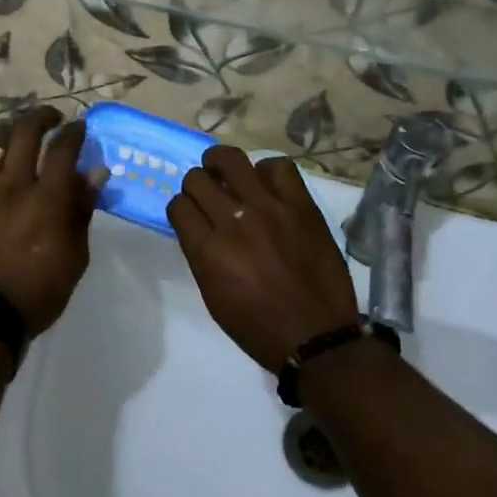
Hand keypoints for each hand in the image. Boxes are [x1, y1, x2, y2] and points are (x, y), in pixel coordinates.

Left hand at [0, 107, 101, 335]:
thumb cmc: (36, 292)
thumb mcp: (74, 257)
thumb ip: (82, 210)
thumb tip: (94, 174)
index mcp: (47, 198)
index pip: (64, 147)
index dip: (74, 131)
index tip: (79, 126)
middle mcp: (13, 183)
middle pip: (26, 131)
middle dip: (42, 116)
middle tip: (51, 118)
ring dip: (9, 133)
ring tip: (16, 139)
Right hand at [168, 147, 360, 372]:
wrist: (318, 337)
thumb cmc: (259, 328)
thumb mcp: (214, 297)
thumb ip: (202, 255)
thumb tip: (199, 225)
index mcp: (208, 252)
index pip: (179, 206)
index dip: (182, 208)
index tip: (191, 214)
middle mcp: (234, 222)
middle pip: (197, 179)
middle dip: (197, 185)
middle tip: (209, 194)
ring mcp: (269, 209)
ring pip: (231, 159)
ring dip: (221, 164)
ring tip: (228, 173)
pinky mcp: (301, 205)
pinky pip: (278, 167)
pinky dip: (267, 172)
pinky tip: (267, 186)